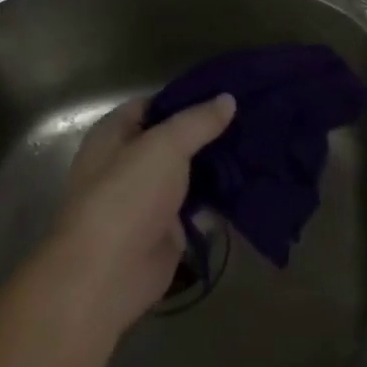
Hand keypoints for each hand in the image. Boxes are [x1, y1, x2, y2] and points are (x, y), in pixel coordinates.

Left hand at [41, 94, 236, 339]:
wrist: (108, 276)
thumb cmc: (127, 196)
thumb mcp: (166, 145)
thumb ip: (198, 120)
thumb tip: (228, 98)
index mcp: (115, 135)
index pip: (154, 104)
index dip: (187, 97)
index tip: (226, 90)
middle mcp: (130, 162)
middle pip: (176, 138)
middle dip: (209, 130)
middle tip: (252, 115)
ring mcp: (150, 197)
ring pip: (190, 170)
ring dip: (218, 163)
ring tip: (258, 143)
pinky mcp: (168, 227)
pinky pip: (199, 203)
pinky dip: (220, 196)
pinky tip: (251, 180)